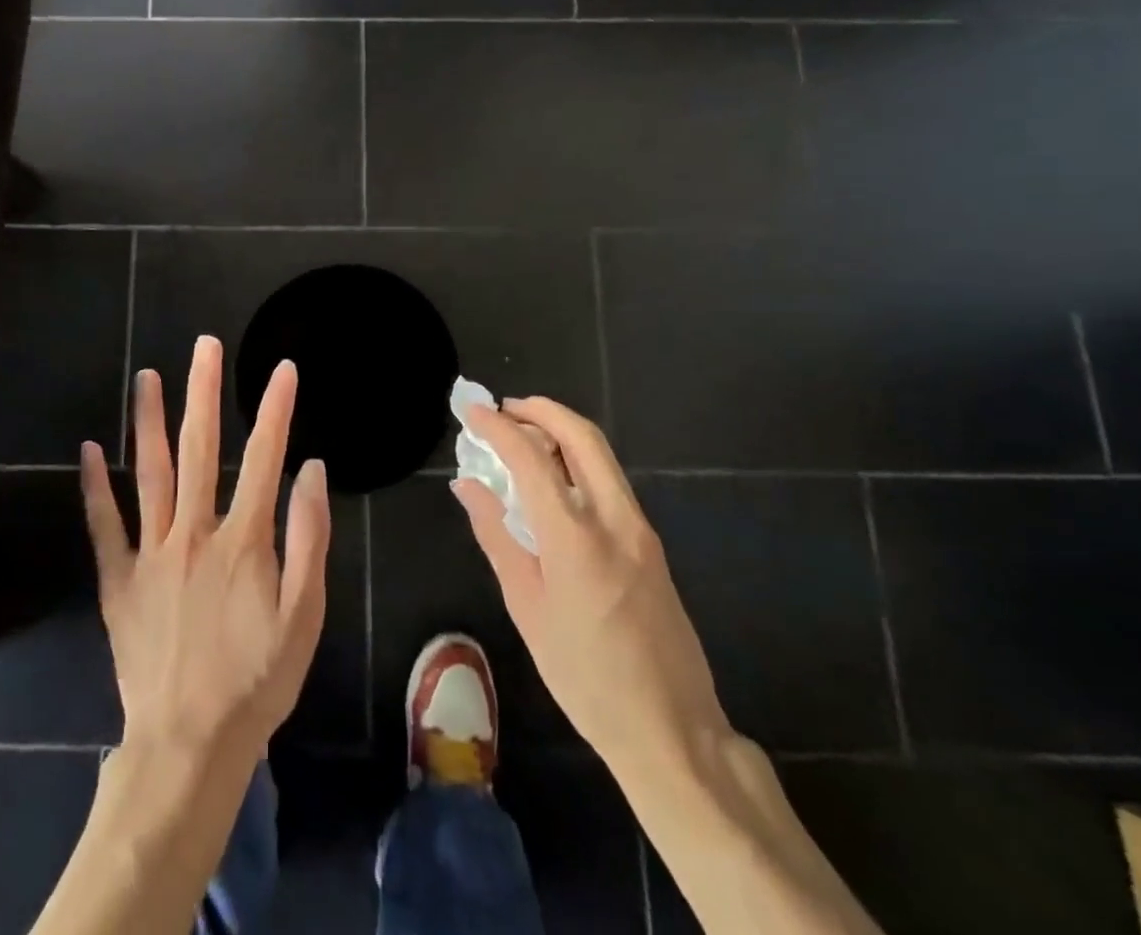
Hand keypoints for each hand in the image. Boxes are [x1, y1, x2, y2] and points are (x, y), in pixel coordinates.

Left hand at [81, 336, 330, 772]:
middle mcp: (193, 534)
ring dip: (148, 422)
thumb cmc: (257, 680)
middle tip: (205, 346)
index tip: (282, 368)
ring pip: (150, 474)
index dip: (275, 410)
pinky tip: (89, 449)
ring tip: (147, 376)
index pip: (263, 458)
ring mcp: (150, 554)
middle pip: (199, 450)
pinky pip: (104, 527)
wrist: (190, 744)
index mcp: (242, 541)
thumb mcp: (304, 616)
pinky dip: (96, 488)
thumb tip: (312, 471)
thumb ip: (310, 539)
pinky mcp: (119, 581)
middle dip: (204, 393)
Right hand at [452, 398, 731, 780]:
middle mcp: (614, 518)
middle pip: (581, 436)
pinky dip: (578, 460)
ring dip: (561, 431)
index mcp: (575, 537)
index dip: (498, 427)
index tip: (472, 411)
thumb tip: (468, 486)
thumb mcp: (526, 608)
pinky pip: (610, 480)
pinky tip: (553, 480)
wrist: (672, 730)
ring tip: (522, 437)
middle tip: (504, 409)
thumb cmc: (584, 676)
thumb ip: (496, 536)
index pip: (531, 457)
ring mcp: (640, 528)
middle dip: (541, 409)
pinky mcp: (651, 543)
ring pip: (601, 454)